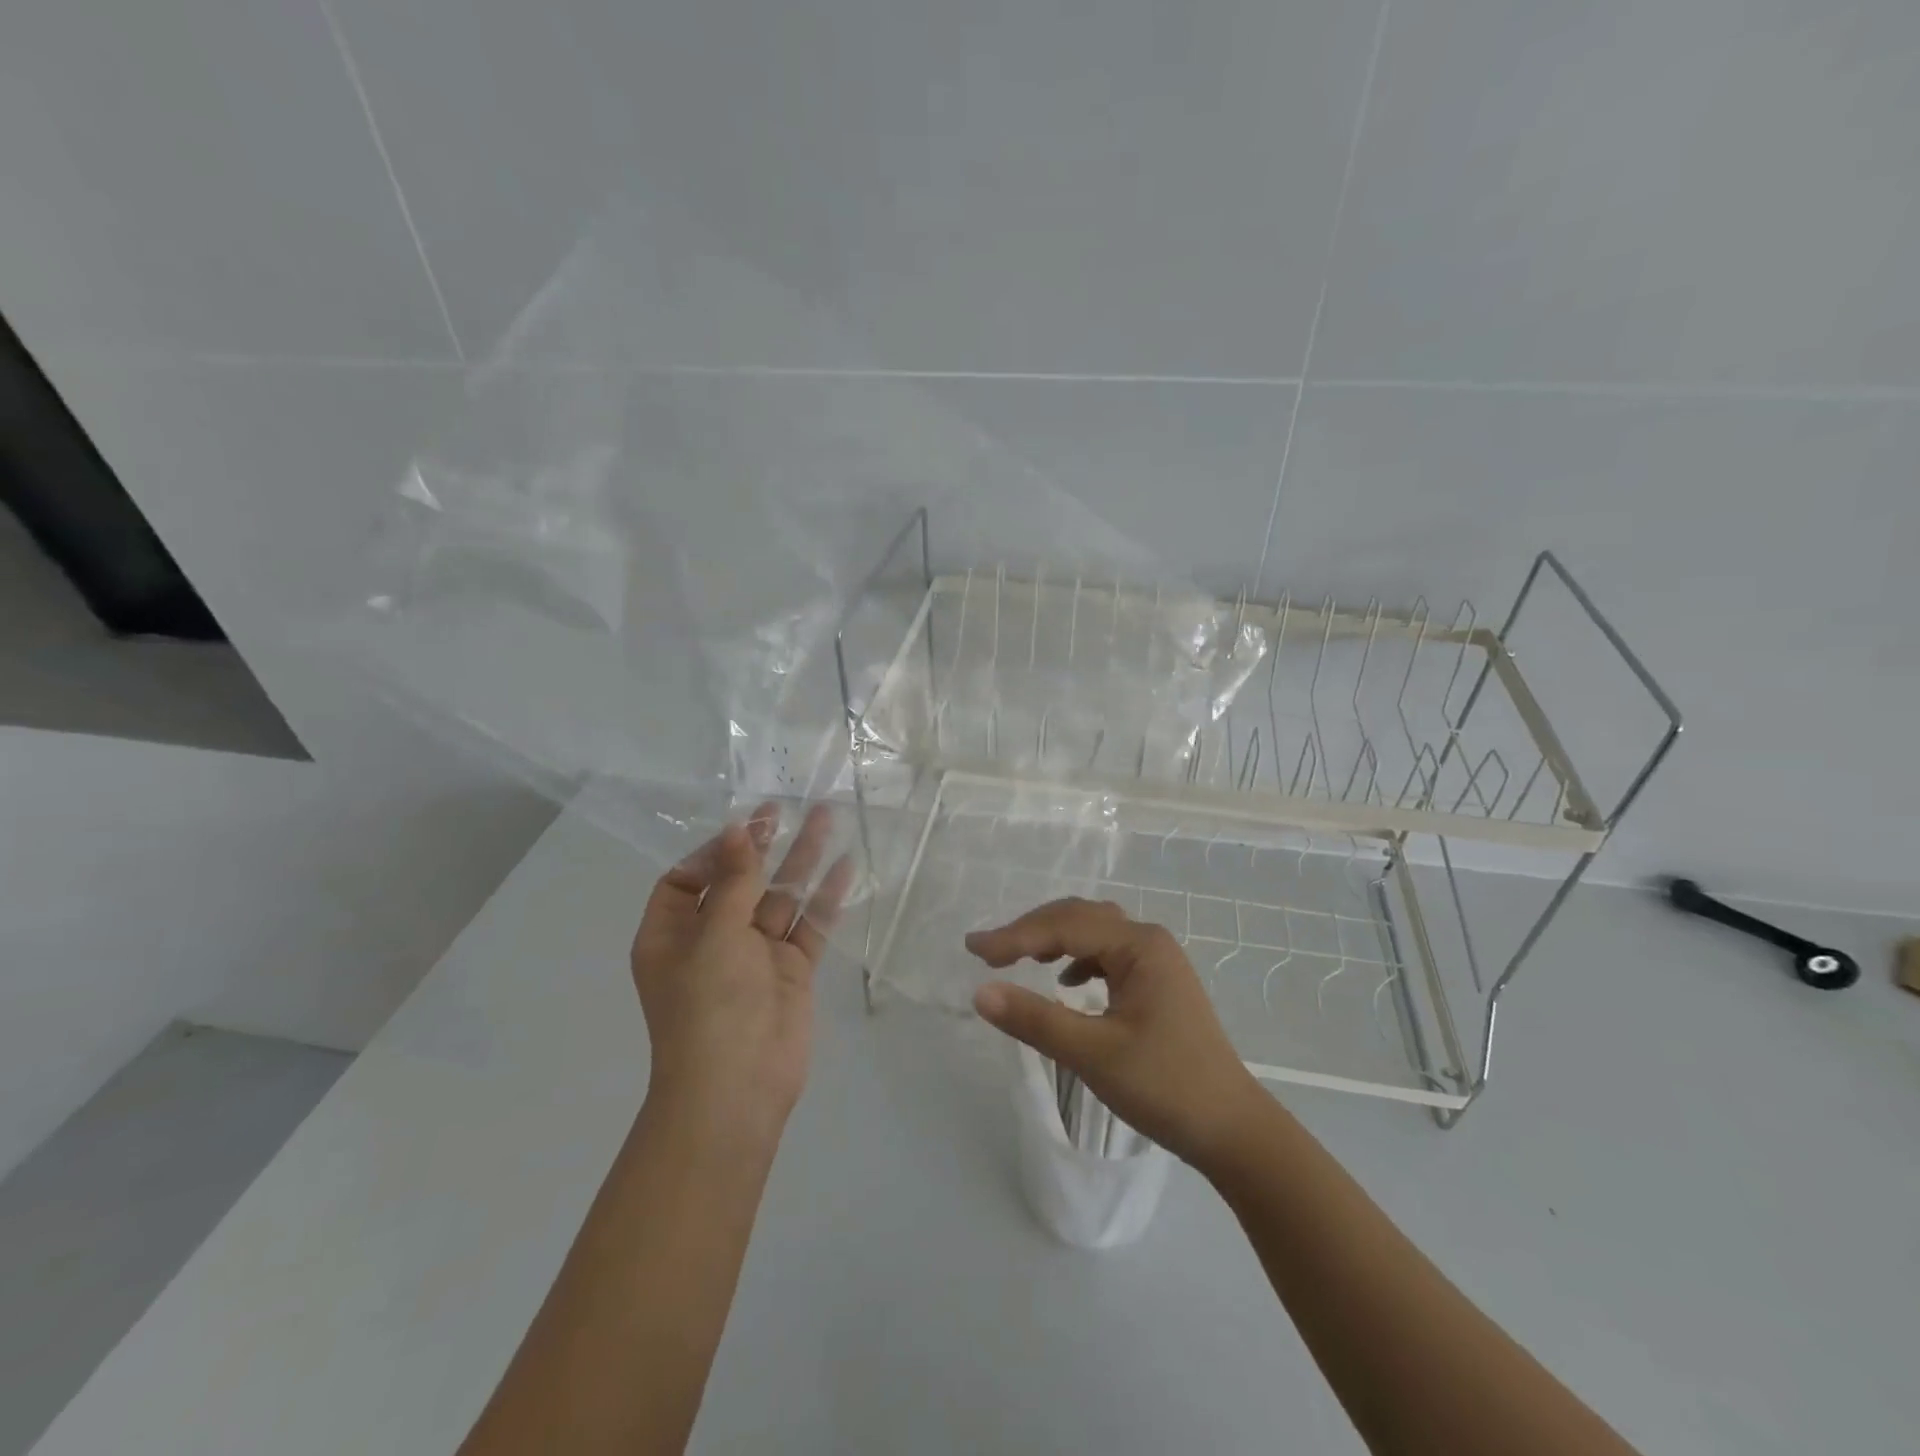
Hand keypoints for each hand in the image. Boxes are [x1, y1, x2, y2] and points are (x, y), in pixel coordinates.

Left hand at [631, 802, 852, 1146]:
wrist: (738, 1088)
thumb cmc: (709, 1007)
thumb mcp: (715, 935)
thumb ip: (734, 881)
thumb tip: (737, 830)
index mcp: (672, 935)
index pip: (685, 880)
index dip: (712, 852)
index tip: (743, 830)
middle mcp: (712, 940)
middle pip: (738, 881)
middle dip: (762, 846)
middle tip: (785, 808)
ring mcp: (755, 955)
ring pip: (779, 897)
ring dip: (801, 861)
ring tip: (827, 818)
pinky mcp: (791, 970)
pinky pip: (808, 925)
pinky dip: (825, 898)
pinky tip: (846, 866)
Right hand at [966, 898, 1268, 1172]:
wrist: (1232, 1129)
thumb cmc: (1165, 1087)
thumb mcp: (1093, 1054)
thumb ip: (1035, 1019)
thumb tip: (980, 992)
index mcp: (1139, 945)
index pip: (1064, 926)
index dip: (1015, 935)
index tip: (972, 950)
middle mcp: (1148, 941)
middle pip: (1078, 919)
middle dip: (1030, 931)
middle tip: (987, 953)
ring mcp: (1156, 961)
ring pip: (1093, 933)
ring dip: (1052, 940)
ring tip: (1017, 958)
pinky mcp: (1157, 984)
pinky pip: (1107, 955)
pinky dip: (1077, 959)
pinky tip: (1064, 981)